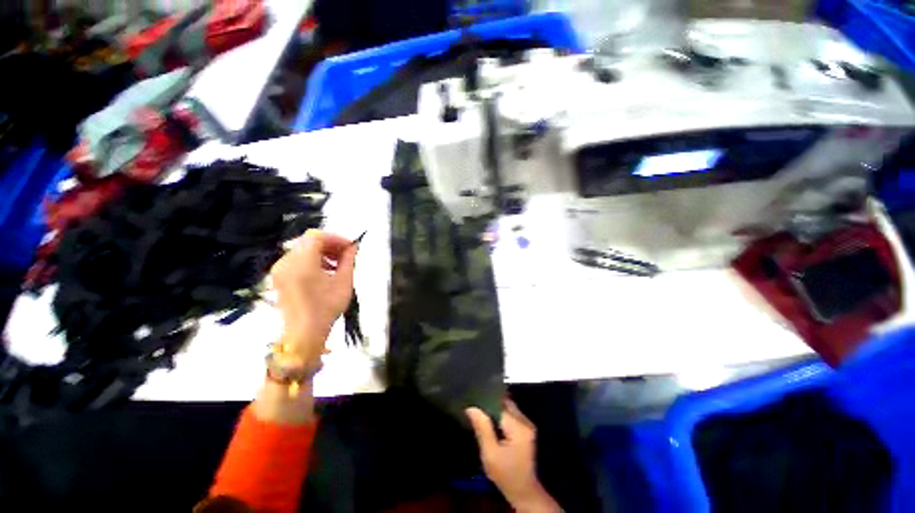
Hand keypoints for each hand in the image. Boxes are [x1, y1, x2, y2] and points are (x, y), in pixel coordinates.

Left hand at [270, 229, 356, 364]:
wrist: (303, 336)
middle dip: (327, 246)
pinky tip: (320, 277)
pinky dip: (307, 264)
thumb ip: (348, 260)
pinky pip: (293, 263)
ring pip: (300, 252)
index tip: (349, 247)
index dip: (335, 238)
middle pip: (307, 242)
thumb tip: (352, 247)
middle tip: (343, 256)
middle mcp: (287, 260)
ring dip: (317, 255)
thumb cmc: (325, 310)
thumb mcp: (343, 284)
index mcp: (302, 259)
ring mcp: (280, 270)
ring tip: (333, 269)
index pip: (317, 236)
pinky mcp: (278, 280)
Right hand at [466, 401, 560, 512]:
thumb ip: (482, 428)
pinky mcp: (524, 434)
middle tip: (468, 400)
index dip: (484, 400)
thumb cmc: (504, 472)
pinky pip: (510, 419)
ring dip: (492, 410)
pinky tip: (484, 421)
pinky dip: (497, 418)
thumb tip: (472, 408)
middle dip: (488, 402)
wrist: (521, 488)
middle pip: (507, 405)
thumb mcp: (490, 452)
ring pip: (508, 411)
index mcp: (519, 427)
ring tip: (473, 408)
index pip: (501, 405)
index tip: (468, 395)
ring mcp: (527, 428)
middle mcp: (526, 423)